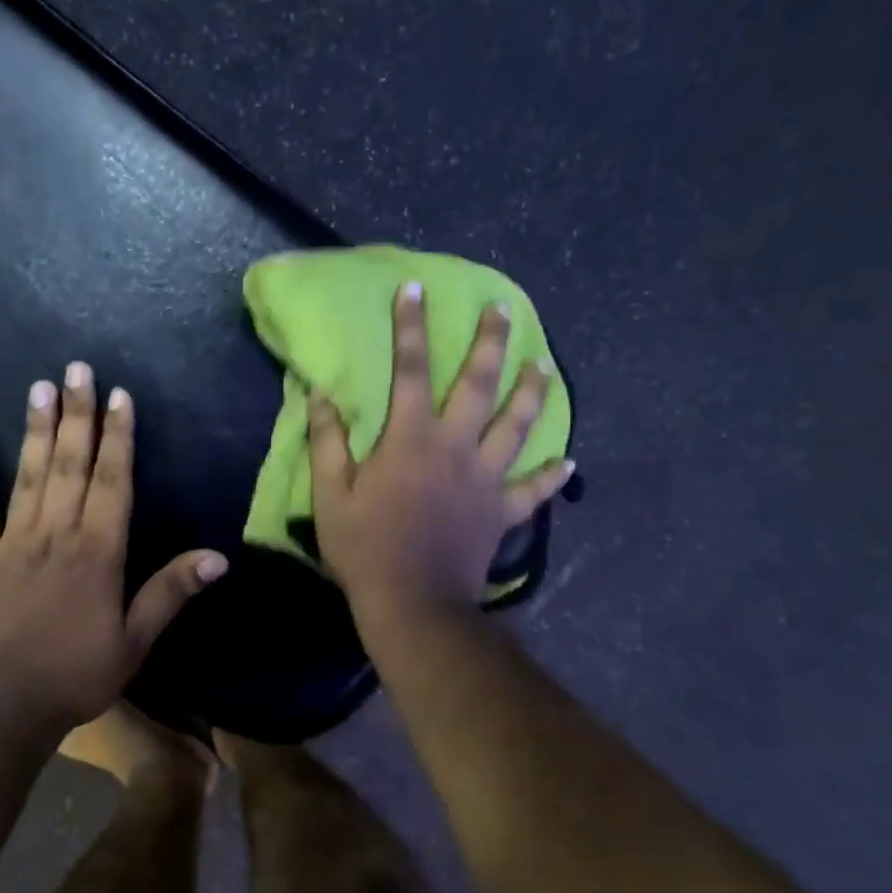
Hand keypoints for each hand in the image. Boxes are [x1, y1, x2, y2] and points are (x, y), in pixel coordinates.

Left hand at [0, 363, 226, 732]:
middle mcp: (56, 534)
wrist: (3, 707)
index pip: (113, 481)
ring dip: (36, 429)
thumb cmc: (77, 674)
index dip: (118, 437)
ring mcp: (13, 542)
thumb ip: (171, 592)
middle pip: (70, 464)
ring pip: (29, 475)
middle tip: (78, 369)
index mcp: (98, 551)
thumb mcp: (136, 640)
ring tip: (39, 387)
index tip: (119, 396)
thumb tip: (218, 557)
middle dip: (78, 414)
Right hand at [309, 284, 572, 617]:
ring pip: (517, 426)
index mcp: (411, 439)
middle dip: (491, 342)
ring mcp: (485, 479)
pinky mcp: (502, 512)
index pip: (411, 370)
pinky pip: (533, 490)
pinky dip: (552, 476)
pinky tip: (570, 462)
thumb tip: (321, 395)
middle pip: (479, 385)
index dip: (410, 327)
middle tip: (503, 310)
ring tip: (544, 366)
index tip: (415, 289)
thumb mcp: (331, 495)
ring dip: (532, 393)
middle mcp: (455, 447)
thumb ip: (327, 442)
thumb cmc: (365, 549)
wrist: (413, 603)